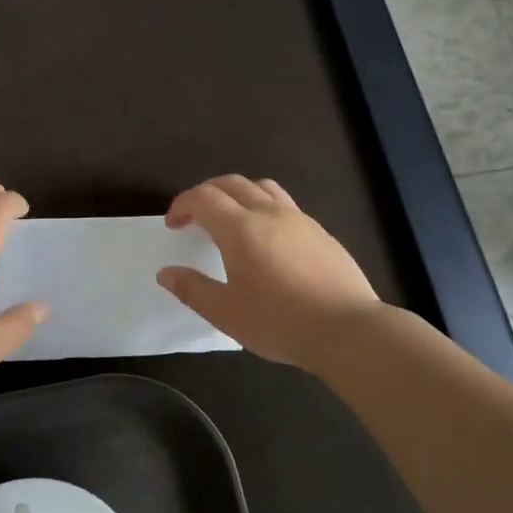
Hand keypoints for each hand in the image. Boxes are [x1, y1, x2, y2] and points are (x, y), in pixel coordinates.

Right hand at [157, 175, 383, 368]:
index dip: (182, 205)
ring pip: (263, 188)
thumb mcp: (226, 313)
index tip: (173, 225)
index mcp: (240, 228)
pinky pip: (285, 205)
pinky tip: (268, 240)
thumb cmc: (279, 321)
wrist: (347, 329)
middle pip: (232, 184)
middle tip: (194, 217)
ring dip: (238, 194)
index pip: (203, 198)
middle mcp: (269, 213)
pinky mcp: (321, 233)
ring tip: (231, 219)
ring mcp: (299, 220)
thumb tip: (166, 273)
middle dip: (206, 194)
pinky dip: (264, 208)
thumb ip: (192, 289)